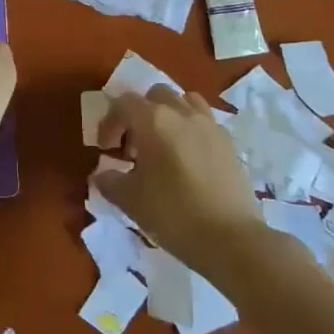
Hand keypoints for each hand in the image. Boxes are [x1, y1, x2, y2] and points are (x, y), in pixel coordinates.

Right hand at [96, 87, 262, 271]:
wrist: (231, 239)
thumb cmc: (173, 214)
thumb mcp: (130, 200)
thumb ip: (110, 181)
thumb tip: (102, 175)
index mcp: (154, 120)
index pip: (123, 103)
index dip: (109, 122)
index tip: (105, 148)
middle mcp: (182, 113)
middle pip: (155, 95)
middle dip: (139, 113)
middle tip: (133, 145)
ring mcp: (210, 125)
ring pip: (184, 102)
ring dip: (168, 115)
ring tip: (163, 144)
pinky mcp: (229, 143)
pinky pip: (205, 122)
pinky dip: (191, 130)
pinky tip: (188, 159)